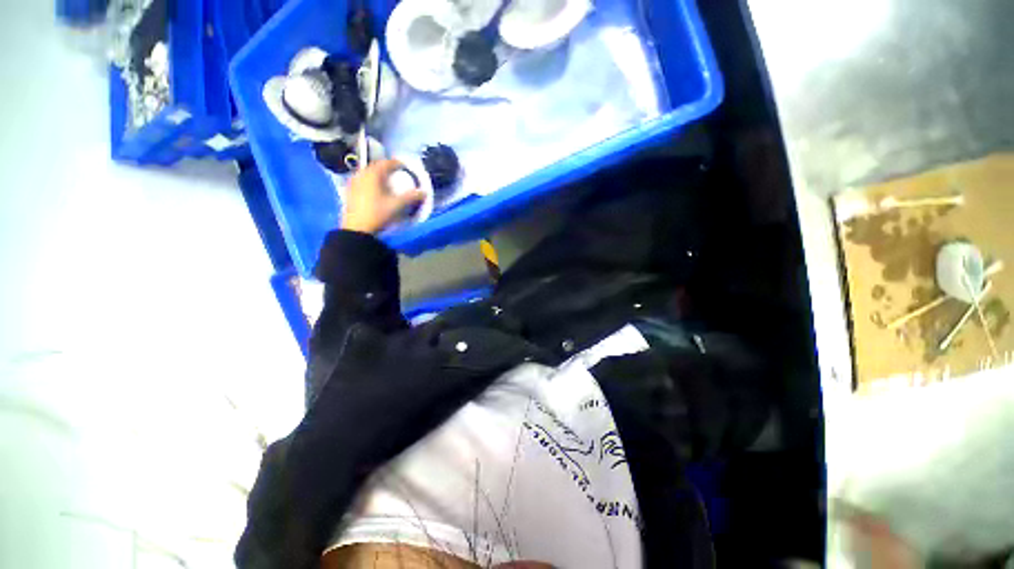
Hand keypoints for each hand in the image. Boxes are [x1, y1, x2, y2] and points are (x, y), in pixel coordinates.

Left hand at [341, 160, 425, 233]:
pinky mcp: (350, 192)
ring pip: (368, 174)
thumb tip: (424, 192)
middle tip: (396, 173)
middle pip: (375, 167)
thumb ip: (412, 197)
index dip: (397, 163)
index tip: (405, 166)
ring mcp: (353, 183)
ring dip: (378, 176)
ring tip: (386, 182)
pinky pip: (362, 182)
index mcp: (373, 174)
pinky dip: (371, 183)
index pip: (386, 163)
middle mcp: (361, 174)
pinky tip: (375, 191)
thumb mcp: (398, 205)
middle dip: (386, 169)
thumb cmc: (378, 213)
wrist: (357, 229)